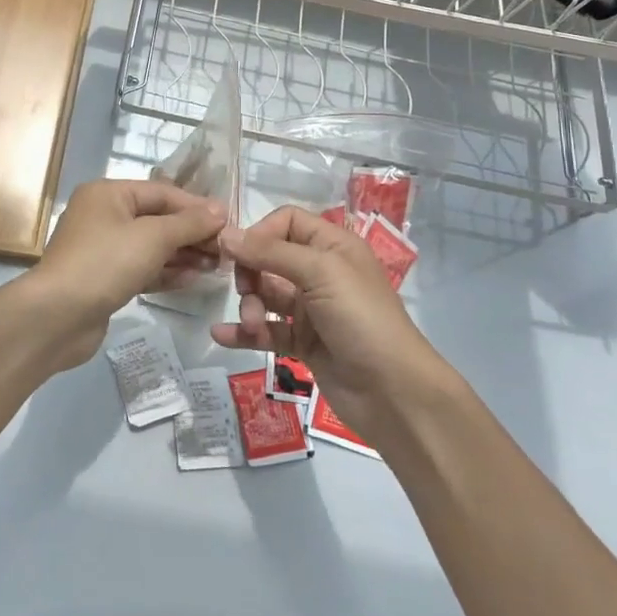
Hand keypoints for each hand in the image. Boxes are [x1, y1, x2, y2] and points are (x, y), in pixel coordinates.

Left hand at [17, 179, 226, 371]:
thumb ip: (188, 223)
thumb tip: (220, 209)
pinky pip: (142, 268)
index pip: (162, 193)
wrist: (56, 317)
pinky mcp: (105, 279)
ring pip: (151, 246)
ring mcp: (102, 249)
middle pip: (157, 219)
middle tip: (227, 250)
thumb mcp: (152, 238)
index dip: (196, 206)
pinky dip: (166, 272)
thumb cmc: (105, 263)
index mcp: (109, 194)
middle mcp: (104, 215)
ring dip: (183, 254)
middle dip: (192, 233)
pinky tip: (193, 279)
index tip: (229, 222)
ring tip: (218, 266)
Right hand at [210, 206, 447, 442]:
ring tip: (252, 324)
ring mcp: (312, 309)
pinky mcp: (304, 343)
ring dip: (250, 306)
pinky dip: (245, 332)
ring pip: (266, 295)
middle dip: (251, 273)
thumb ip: (270, 252)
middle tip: (245, 291)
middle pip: (270, 258)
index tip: (240, 252)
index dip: (261, 232)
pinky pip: (268, 330)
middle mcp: (321, 272)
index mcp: (332, 246)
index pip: (287, 221)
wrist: (394, 393)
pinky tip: (222, 336)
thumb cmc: (361, 318)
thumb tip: (224, 234)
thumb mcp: (320, 273)